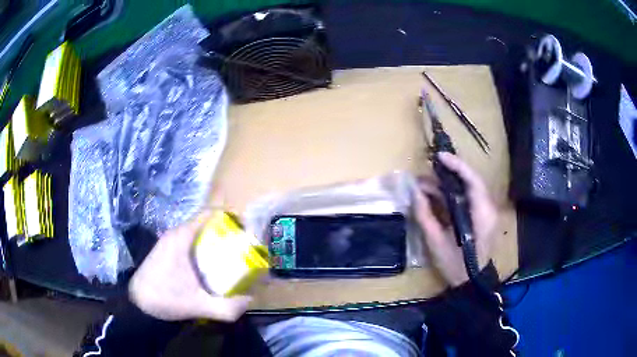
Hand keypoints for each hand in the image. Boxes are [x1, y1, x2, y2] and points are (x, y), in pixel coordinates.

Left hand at [129, 212, 251, 320]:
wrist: (139, 305)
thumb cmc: (165, 299)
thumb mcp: (199, 306)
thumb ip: (228, 307)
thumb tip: (251, 299)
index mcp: (182, 237)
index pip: (209, 213)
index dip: (231, 216)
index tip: (248, 228)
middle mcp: (177, 233)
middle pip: (207, 222)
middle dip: (228, 230)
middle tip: (246, 244)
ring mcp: (171, 241)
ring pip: (200, 232)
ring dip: (217, 239)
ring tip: (236, 253)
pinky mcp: (169, 250)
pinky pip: (193, 241)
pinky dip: (206, 247)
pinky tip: (215, 264)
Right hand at [414, 152, 497, 286]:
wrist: (471, 282)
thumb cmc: (455, 265)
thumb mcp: (436, 241)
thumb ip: (425, 215)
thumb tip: (414, 192)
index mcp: (482, 214)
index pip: (473, 181)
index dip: (456, 165)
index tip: (439, 156)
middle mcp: (488, 208)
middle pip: (470, 181)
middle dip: (449, 172)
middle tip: (428, 168)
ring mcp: (486, 212)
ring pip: (468, 188)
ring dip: (448, 183)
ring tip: (425, 182)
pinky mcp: (481, 216)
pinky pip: (467, 198)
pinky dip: (452, 194)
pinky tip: (435, 194)